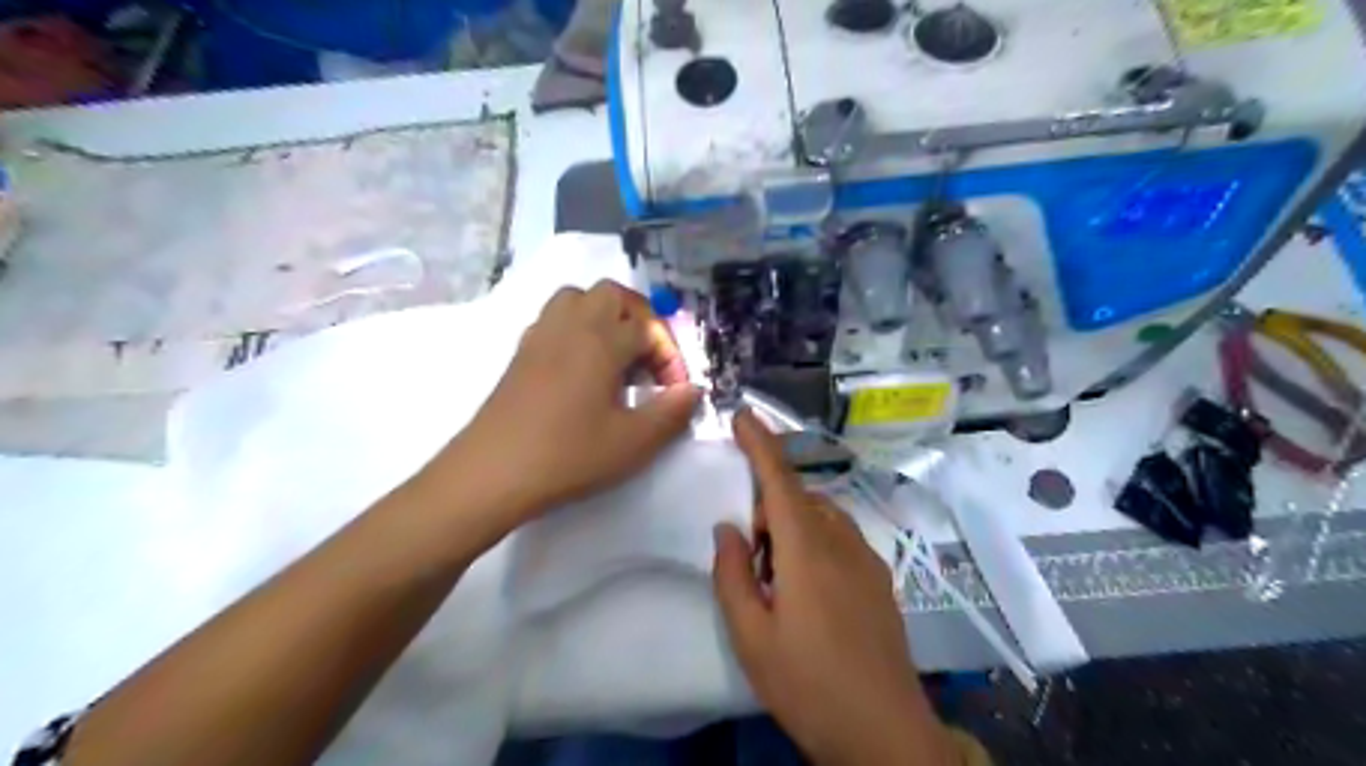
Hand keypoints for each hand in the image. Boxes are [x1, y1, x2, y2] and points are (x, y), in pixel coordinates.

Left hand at [435, 281, 697, 525]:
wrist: (492, 473)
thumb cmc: (568, 456)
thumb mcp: (632, 442)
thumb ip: (670, 413)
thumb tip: (693, 391)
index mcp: (601, 341)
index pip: (647, 328)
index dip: (669, 356)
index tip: (673, 391)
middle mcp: (571, 326)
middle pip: (612, 295)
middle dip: (639, 319)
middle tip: (648, 359)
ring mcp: (541, 336)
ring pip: (578, 298)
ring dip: (605, 316)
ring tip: (617, 355)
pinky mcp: (521, 353)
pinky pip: (554, 318)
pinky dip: (577, 328)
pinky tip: (582, 367)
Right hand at [710, 409, 951, 764]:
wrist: (884, 732)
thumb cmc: (808, 685)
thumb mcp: (751, 637)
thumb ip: (732, 575)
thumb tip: (728, 529)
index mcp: (807, 552)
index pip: (780, 482)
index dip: (761, 444)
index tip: (744, 414)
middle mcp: (842, 542)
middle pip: (800, 499)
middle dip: (769, 509)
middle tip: (753, 562)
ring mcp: (867, 559)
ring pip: (822, 516)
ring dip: (793, 526)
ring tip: (778, 580)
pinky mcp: (880, 578)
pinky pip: (840, 537)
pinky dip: (815, 542)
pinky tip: (810, 591)